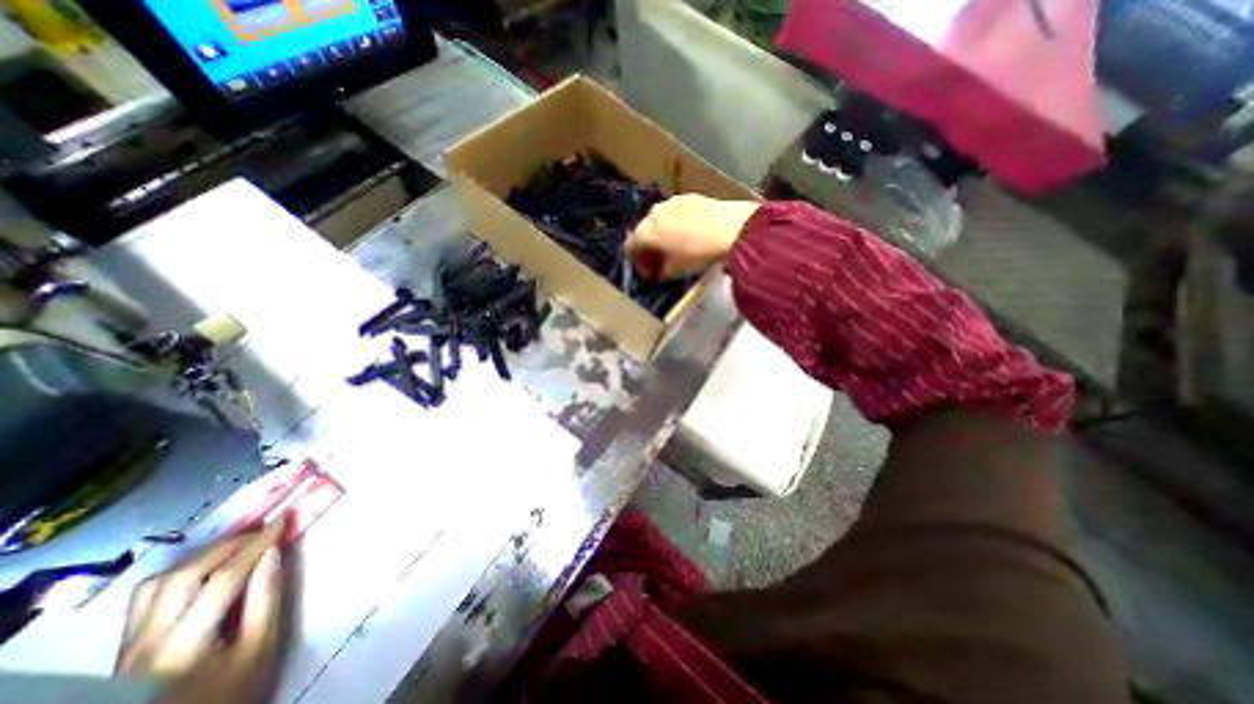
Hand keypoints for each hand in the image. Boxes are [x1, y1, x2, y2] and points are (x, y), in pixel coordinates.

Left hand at [119, 519, 289, 700]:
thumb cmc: (233, 690)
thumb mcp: (260, 648)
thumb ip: (266, 599)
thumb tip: (272, 553)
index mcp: (185, 644)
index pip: (224, 579)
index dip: (256, 545)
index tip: (282, 521)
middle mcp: (147, 641)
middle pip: (183, 576)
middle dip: (227, 545)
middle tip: (261, 530)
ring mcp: (129, 646)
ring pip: (156, 585)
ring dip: (201, 557)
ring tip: (236, 546)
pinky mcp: (126, 648)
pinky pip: (147, 598)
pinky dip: (181, 573)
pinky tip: (206, 569)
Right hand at [625, 192, 759, 280]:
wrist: (732, 229)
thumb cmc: (698, 254)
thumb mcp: (676, 271)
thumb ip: (661, 272)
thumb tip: (659, 271)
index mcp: (645, 231)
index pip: (630, 248)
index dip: (638, 263)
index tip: (650, 273)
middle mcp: (653, 213)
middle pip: (644, 232)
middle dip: (650, 248)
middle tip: (661, 262)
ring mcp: (671, 202)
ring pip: (660, 221)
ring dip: (663, 235)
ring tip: (676, 248)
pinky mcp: (689, 196)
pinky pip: (675, 213)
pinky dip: (676, 225)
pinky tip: (690, 235)